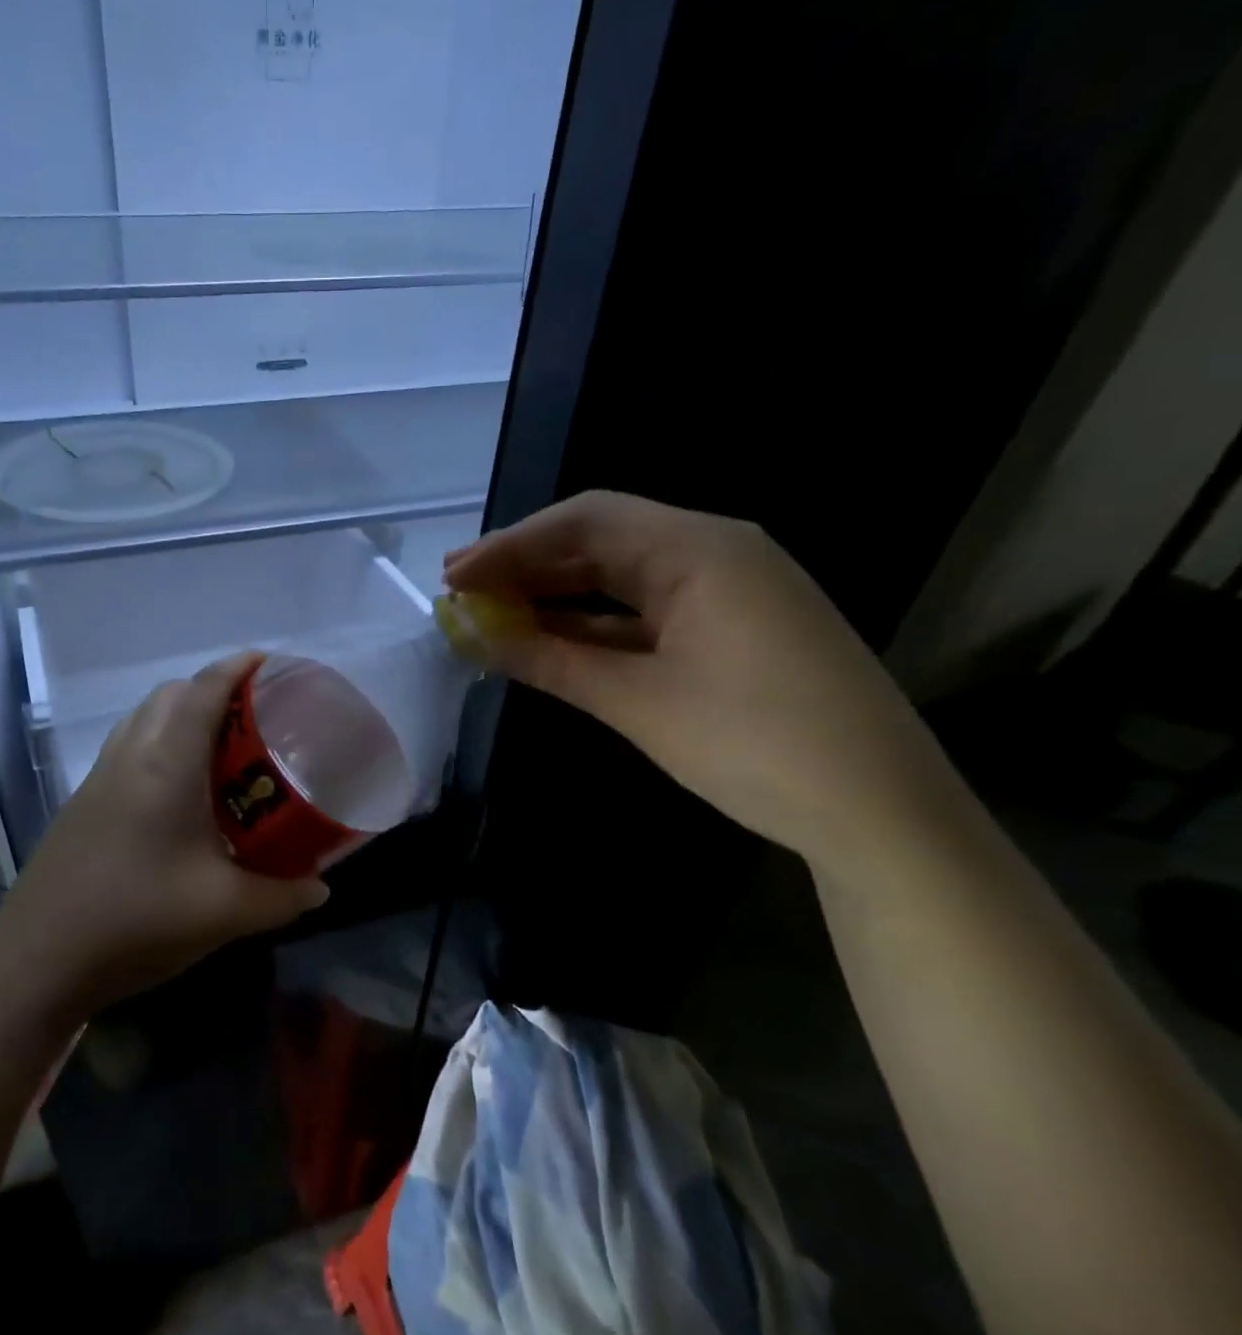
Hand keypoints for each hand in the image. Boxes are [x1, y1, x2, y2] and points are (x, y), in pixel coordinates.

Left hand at [0, 653, 329, 1012]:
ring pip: (144, 719)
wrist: (38, 959)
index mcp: (166, 764)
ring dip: (183, 716)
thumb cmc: (136, 920)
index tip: (274, 664)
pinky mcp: (83, 803)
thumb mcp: (225, 912)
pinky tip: (182, 796)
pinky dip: (160, 745)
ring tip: (223, 751)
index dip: (240, 667)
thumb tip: (320, 886)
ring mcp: (99, 778)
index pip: (204, 689)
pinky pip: (129, 748)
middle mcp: (129, 756)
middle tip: (256, 718)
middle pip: (171, 694)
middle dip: (214, 689)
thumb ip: (283, 896)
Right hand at [444, 491, 973, 876]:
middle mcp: (718, 552)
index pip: (585, 522)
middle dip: (529, 565)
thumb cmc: (754, 744)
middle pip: (603, 541)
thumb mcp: (638, 701)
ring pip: (624, 578)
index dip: (511, 546)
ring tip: (495, 615)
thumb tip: (476, 636)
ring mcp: (732, 592)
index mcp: (699, 549)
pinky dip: (597, 625)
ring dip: (559, 595)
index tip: (454, 576)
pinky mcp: (736, 630)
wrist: (881, 812)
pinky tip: (553, 642)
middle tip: (463, 591)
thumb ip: (551, 661)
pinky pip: (650, 612)